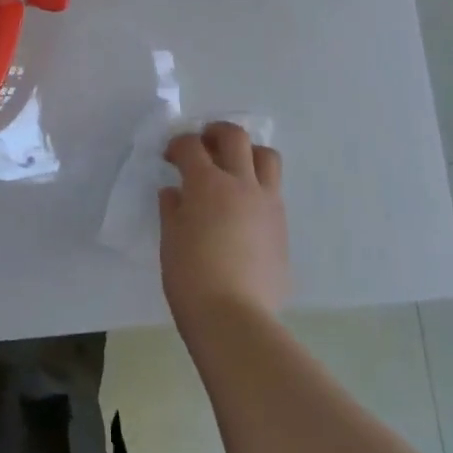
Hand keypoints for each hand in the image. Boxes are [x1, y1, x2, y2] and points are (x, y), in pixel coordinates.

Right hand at [159, 122, 289, 338]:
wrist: (235, 319)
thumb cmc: (191, 277)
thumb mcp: (171, 240)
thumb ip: (173, 209)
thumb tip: (176, 193)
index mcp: (208, 183)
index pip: (191, 146)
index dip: (178, 144)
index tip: (170, 156)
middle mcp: (242, 184)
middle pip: (235, 137)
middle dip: (216, 132)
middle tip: (204, 145)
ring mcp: (267, 204)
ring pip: (267, 157)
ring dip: (248, 153)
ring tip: (233, 168)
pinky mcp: (282, 228)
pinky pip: (273, 192)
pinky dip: (258, 188)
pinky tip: (243, 210)